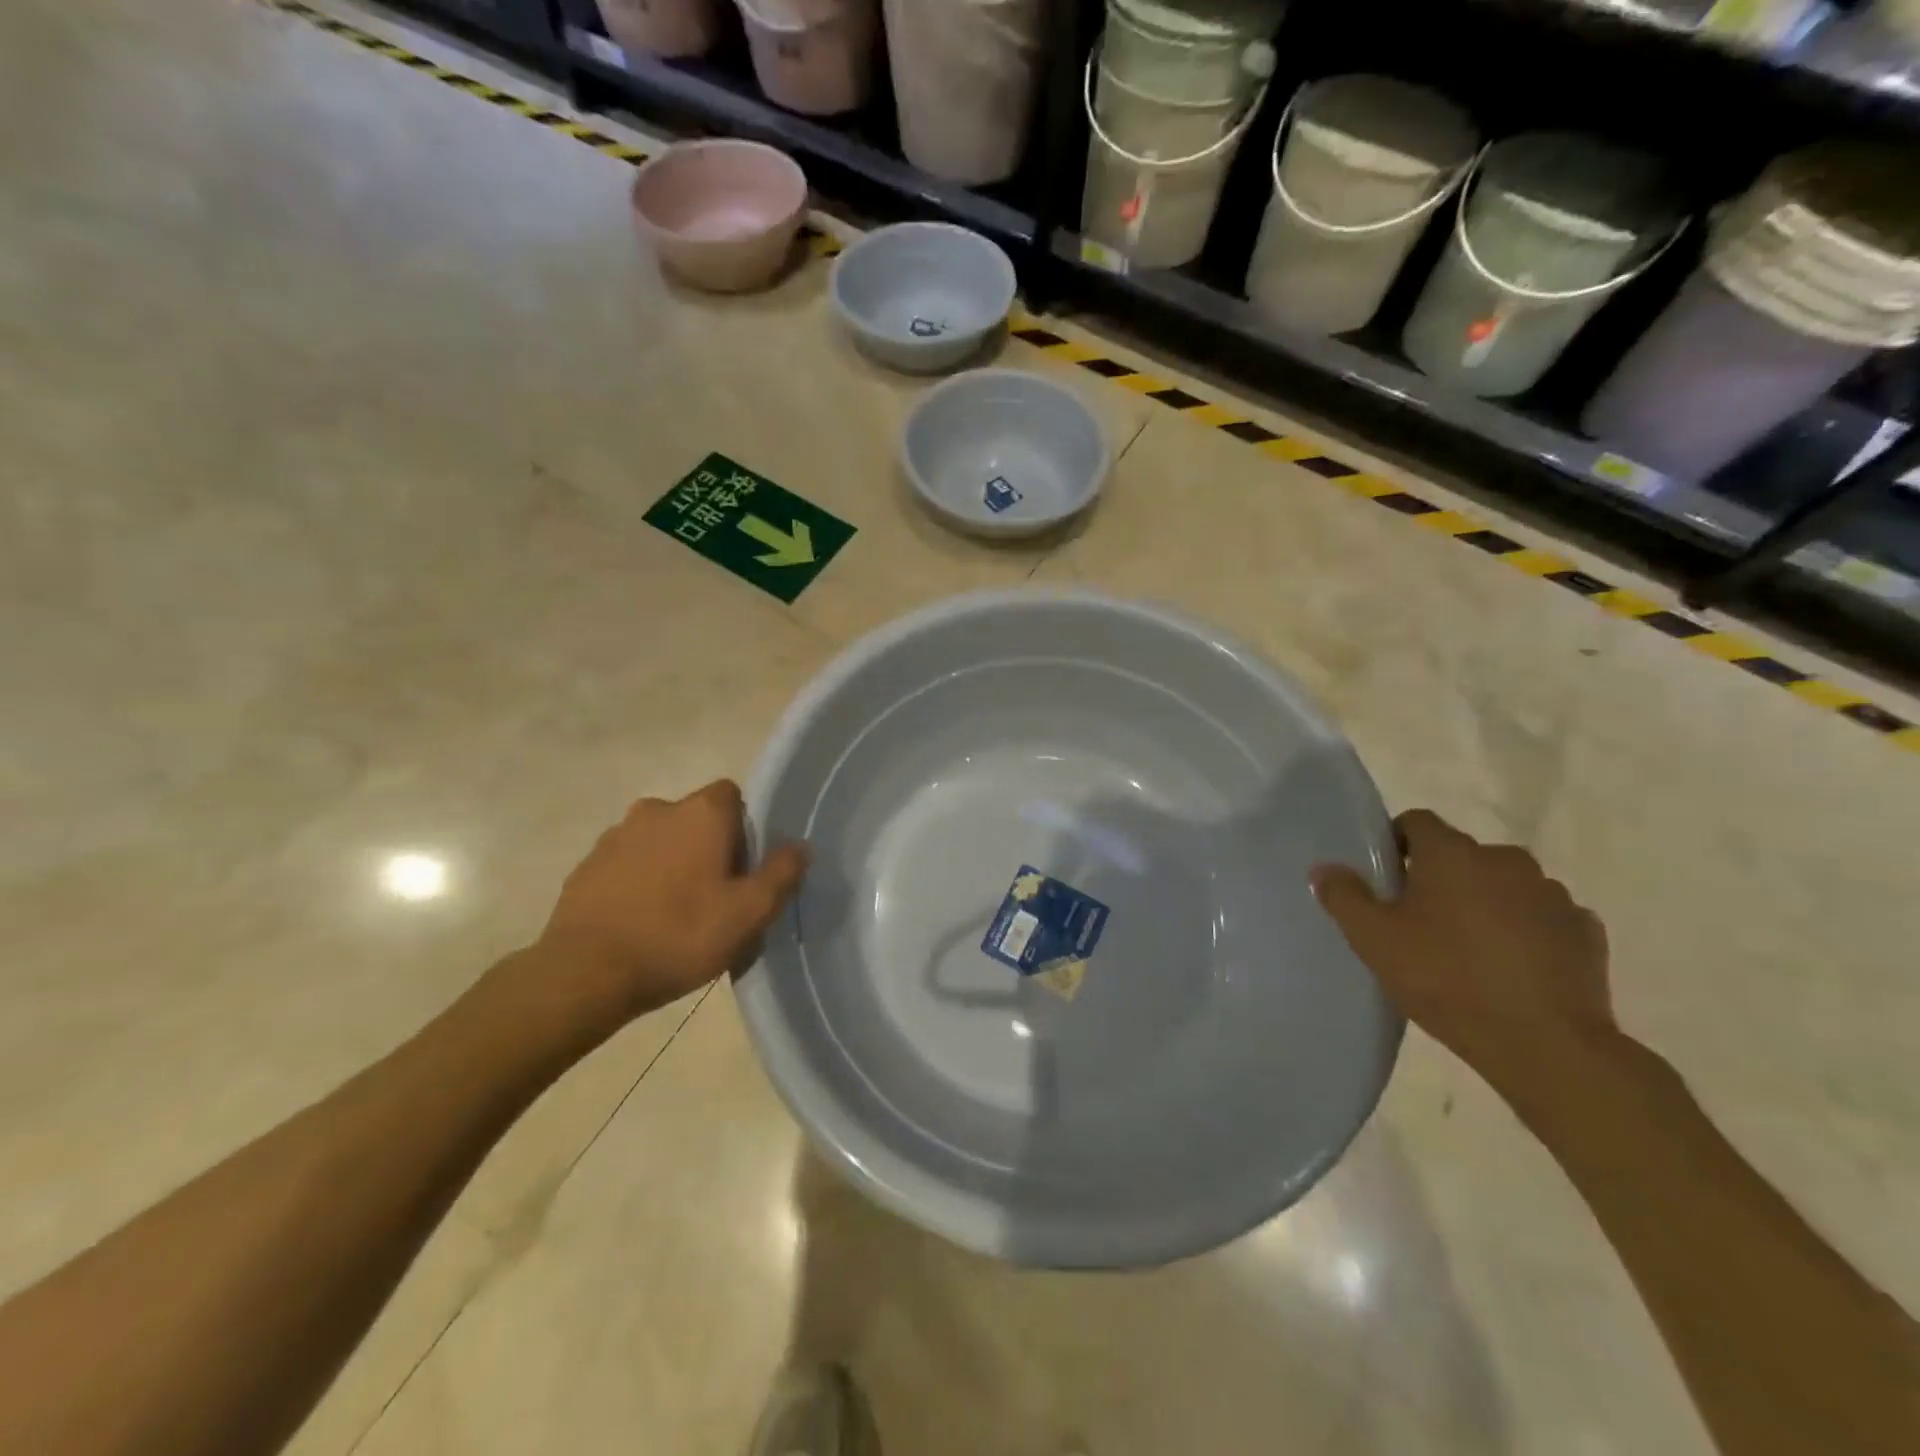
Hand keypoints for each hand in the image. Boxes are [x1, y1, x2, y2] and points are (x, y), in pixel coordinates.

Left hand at [527, 781, 807, 1031]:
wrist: (586, 973)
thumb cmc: (680, 935)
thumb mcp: (750, 912)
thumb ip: (782, 873)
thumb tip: (800, 846)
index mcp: (701, 812)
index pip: (733, 797)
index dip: (744, 830)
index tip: (744, 870)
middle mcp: (657, 810)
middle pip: (696, 819)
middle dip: (708, 849)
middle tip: (715, 898)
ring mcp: (615, 836)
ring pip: (660, 842)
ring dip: (672, 865)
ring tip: (675, 916)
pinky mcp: (586, 866)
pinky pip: (627, 865)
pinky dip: (638, 883)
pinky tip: (641, 923)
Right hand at [1311, 809, 1611, 1093]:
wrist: (1545, 1044)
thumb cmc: (1446, 979)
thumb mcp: (1374, 940)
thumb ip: (1345, 897)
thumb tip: (1325, 868)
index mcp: (1451, 854)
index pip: (1417, 822)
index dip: (1397, 843)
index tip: (1386, 878)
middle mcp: (1505, 860)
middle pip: (1462, 855)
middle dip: (1441, 878)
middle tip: (1420, 921)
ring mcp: (1552, 894)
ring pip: (1505, 885)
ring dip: (1486, 903)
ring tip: (1469, 949)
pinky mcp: (1585, 932)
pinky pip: (1543, 918)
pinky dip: (1526, 931)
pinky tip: (1512, 968)